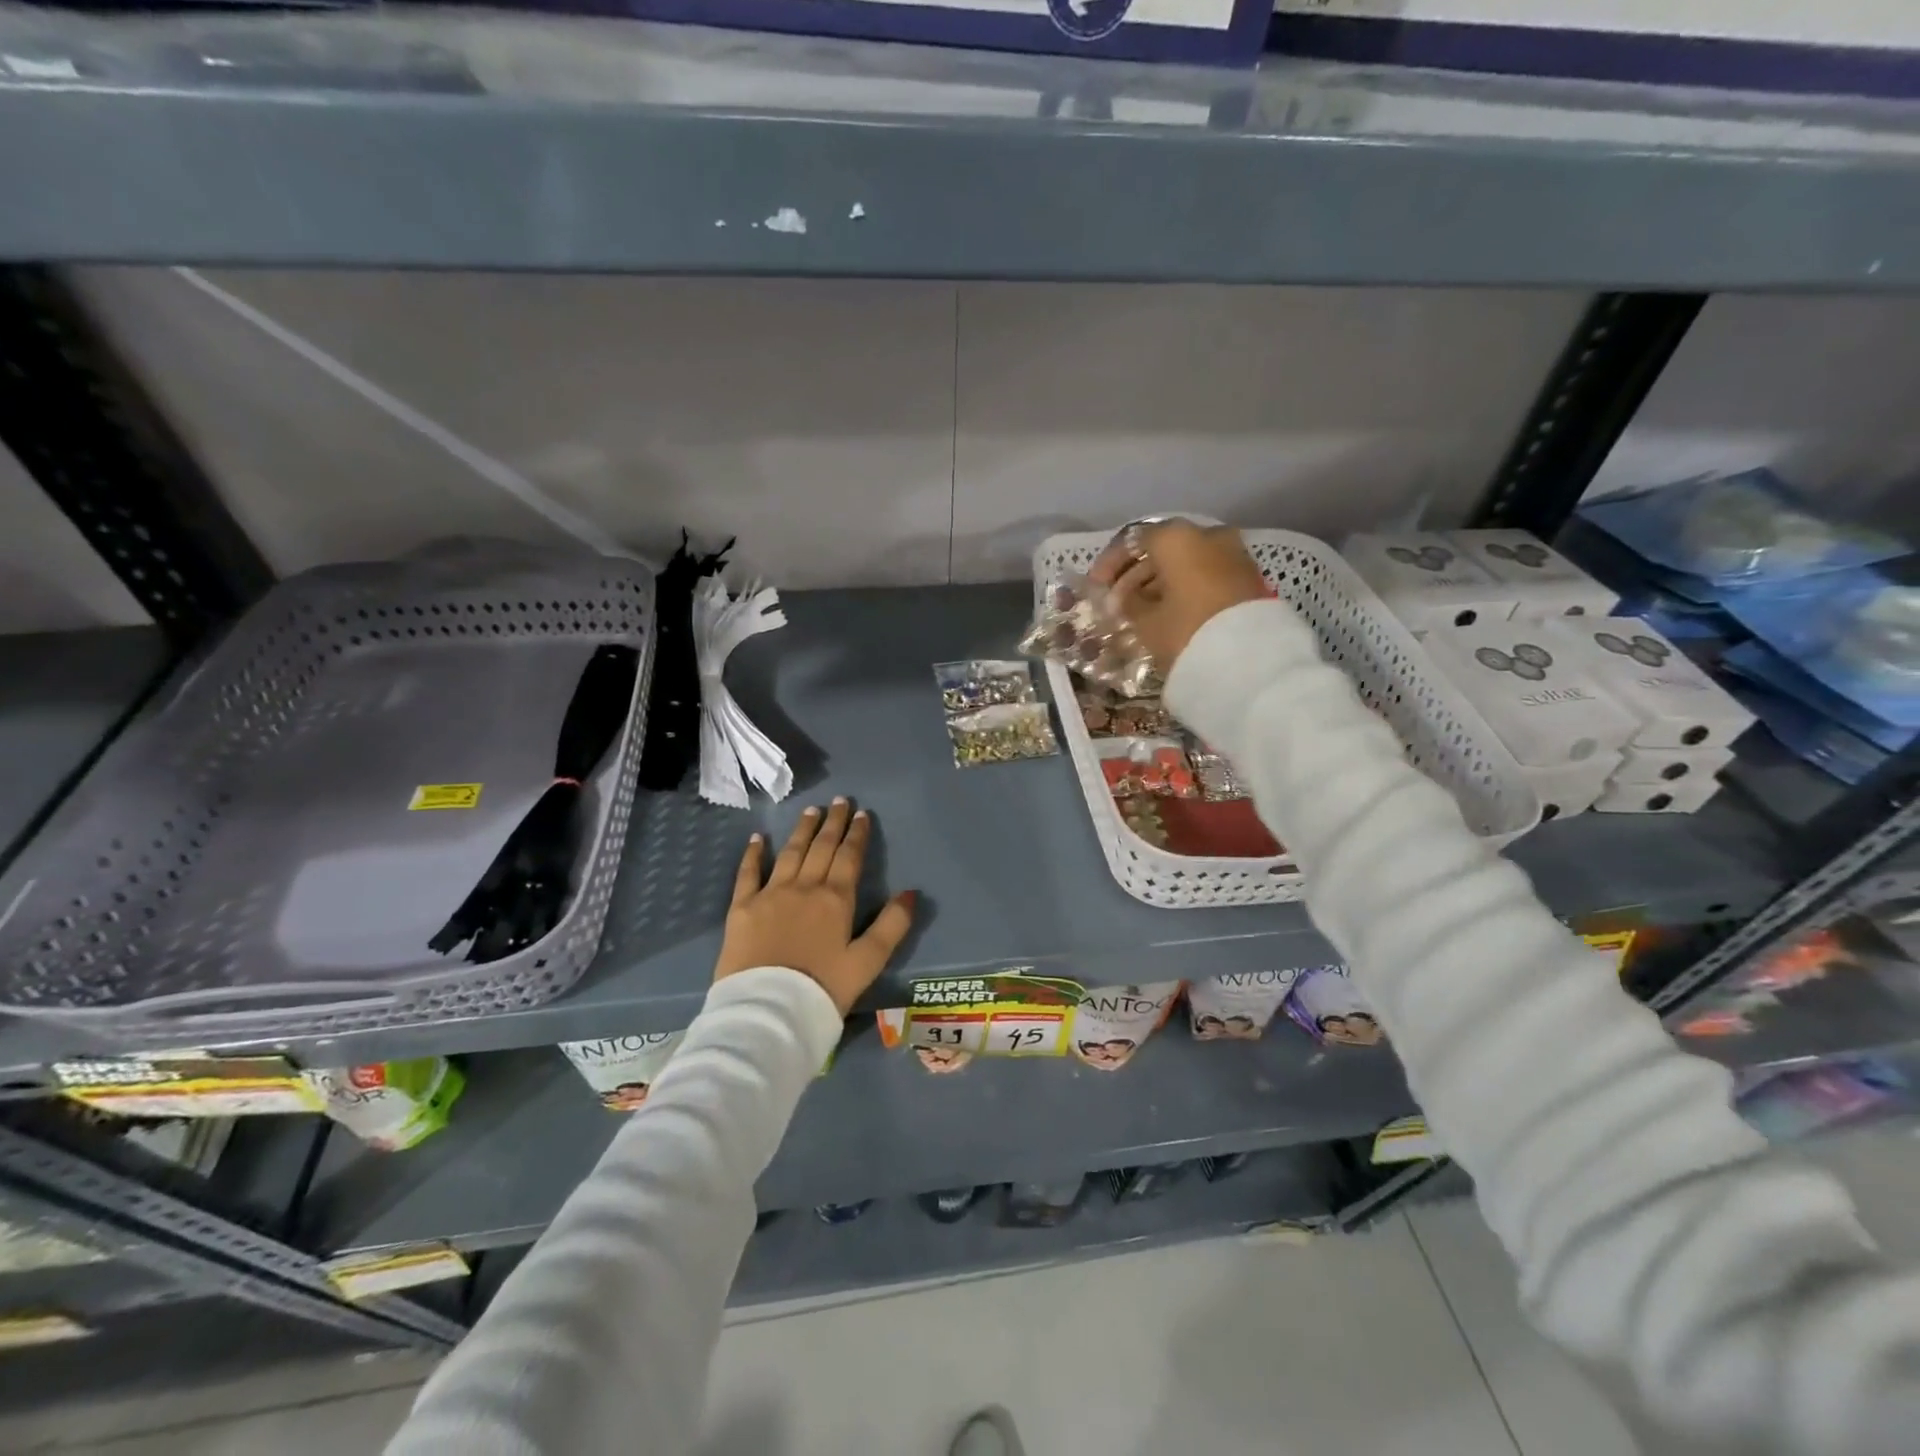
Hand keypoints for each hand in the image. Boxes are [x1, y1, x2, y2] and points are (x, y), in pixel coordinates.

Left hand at [715, 798, 915, 1015]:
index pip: (849, 857)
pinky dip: (754, 853)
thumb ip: (892, 925)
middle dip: (833, 823)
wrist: (768, 1011)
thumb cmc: (823, 989)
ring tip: (811, 810)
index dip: (857, 834)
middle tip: (839, 801)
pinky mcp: (741, 908)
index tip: (862, 813)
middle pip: (821, 848)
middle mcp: (804, 887)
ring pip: (790, 853)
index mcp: (836, 899)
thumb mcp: (868, 962)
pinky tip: (758, 838)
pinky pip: (748, 873)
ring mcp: (770, 894)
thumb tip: (911, 892)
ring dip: (802, 830)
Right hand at [1097, 520, 1270, 672]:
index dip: (1110, 564)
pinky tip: (1168, 612)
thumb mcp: (1146, 621)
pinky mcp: (1247, 577)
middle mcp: (1207, 534)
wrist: (1250, 658)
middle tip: (1116, 603)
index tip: (1096, 587)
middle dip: (1135, 575)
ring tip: (1139, 612)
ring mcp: (1232, 553)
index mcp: (1176, 537)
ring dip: (1160, 582)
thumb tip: (1124, 599)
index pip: (1132, 540)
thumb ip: (1129, 603)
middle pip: (1162, 549)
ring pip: (1186, 561)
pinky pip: (1205, 574)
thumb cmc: (1186, 630)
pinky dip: (1184, 588)